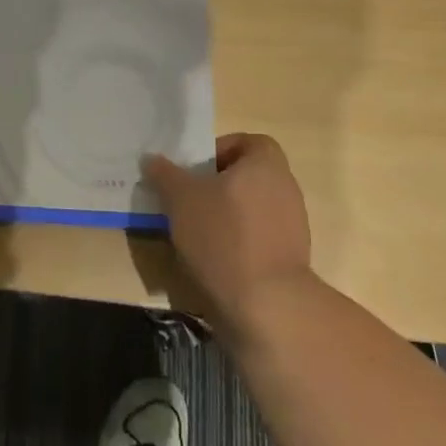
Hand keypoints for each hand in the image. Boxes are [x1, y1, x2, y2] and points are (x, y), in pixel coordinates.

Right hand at [145, 133, 314, 336]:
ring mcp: (293, 225)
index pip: (247, 142)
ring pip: (251, 208)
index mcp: (266, 165)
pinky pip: (258, 237)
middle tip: (186, 199)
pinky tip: (214, 258)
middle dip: (216, 185)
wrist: (267, 303)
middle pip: (247, 175)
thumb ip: (165, 174)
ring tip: (195, 231)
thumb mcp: (181, 198)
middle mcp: (286, 188)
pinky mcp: (290, 258)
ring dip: (225, 214)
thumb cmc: (223, 235)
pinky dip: (237, 241)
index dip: (218, 150)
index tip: (194, 171)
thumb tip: (152, 159)